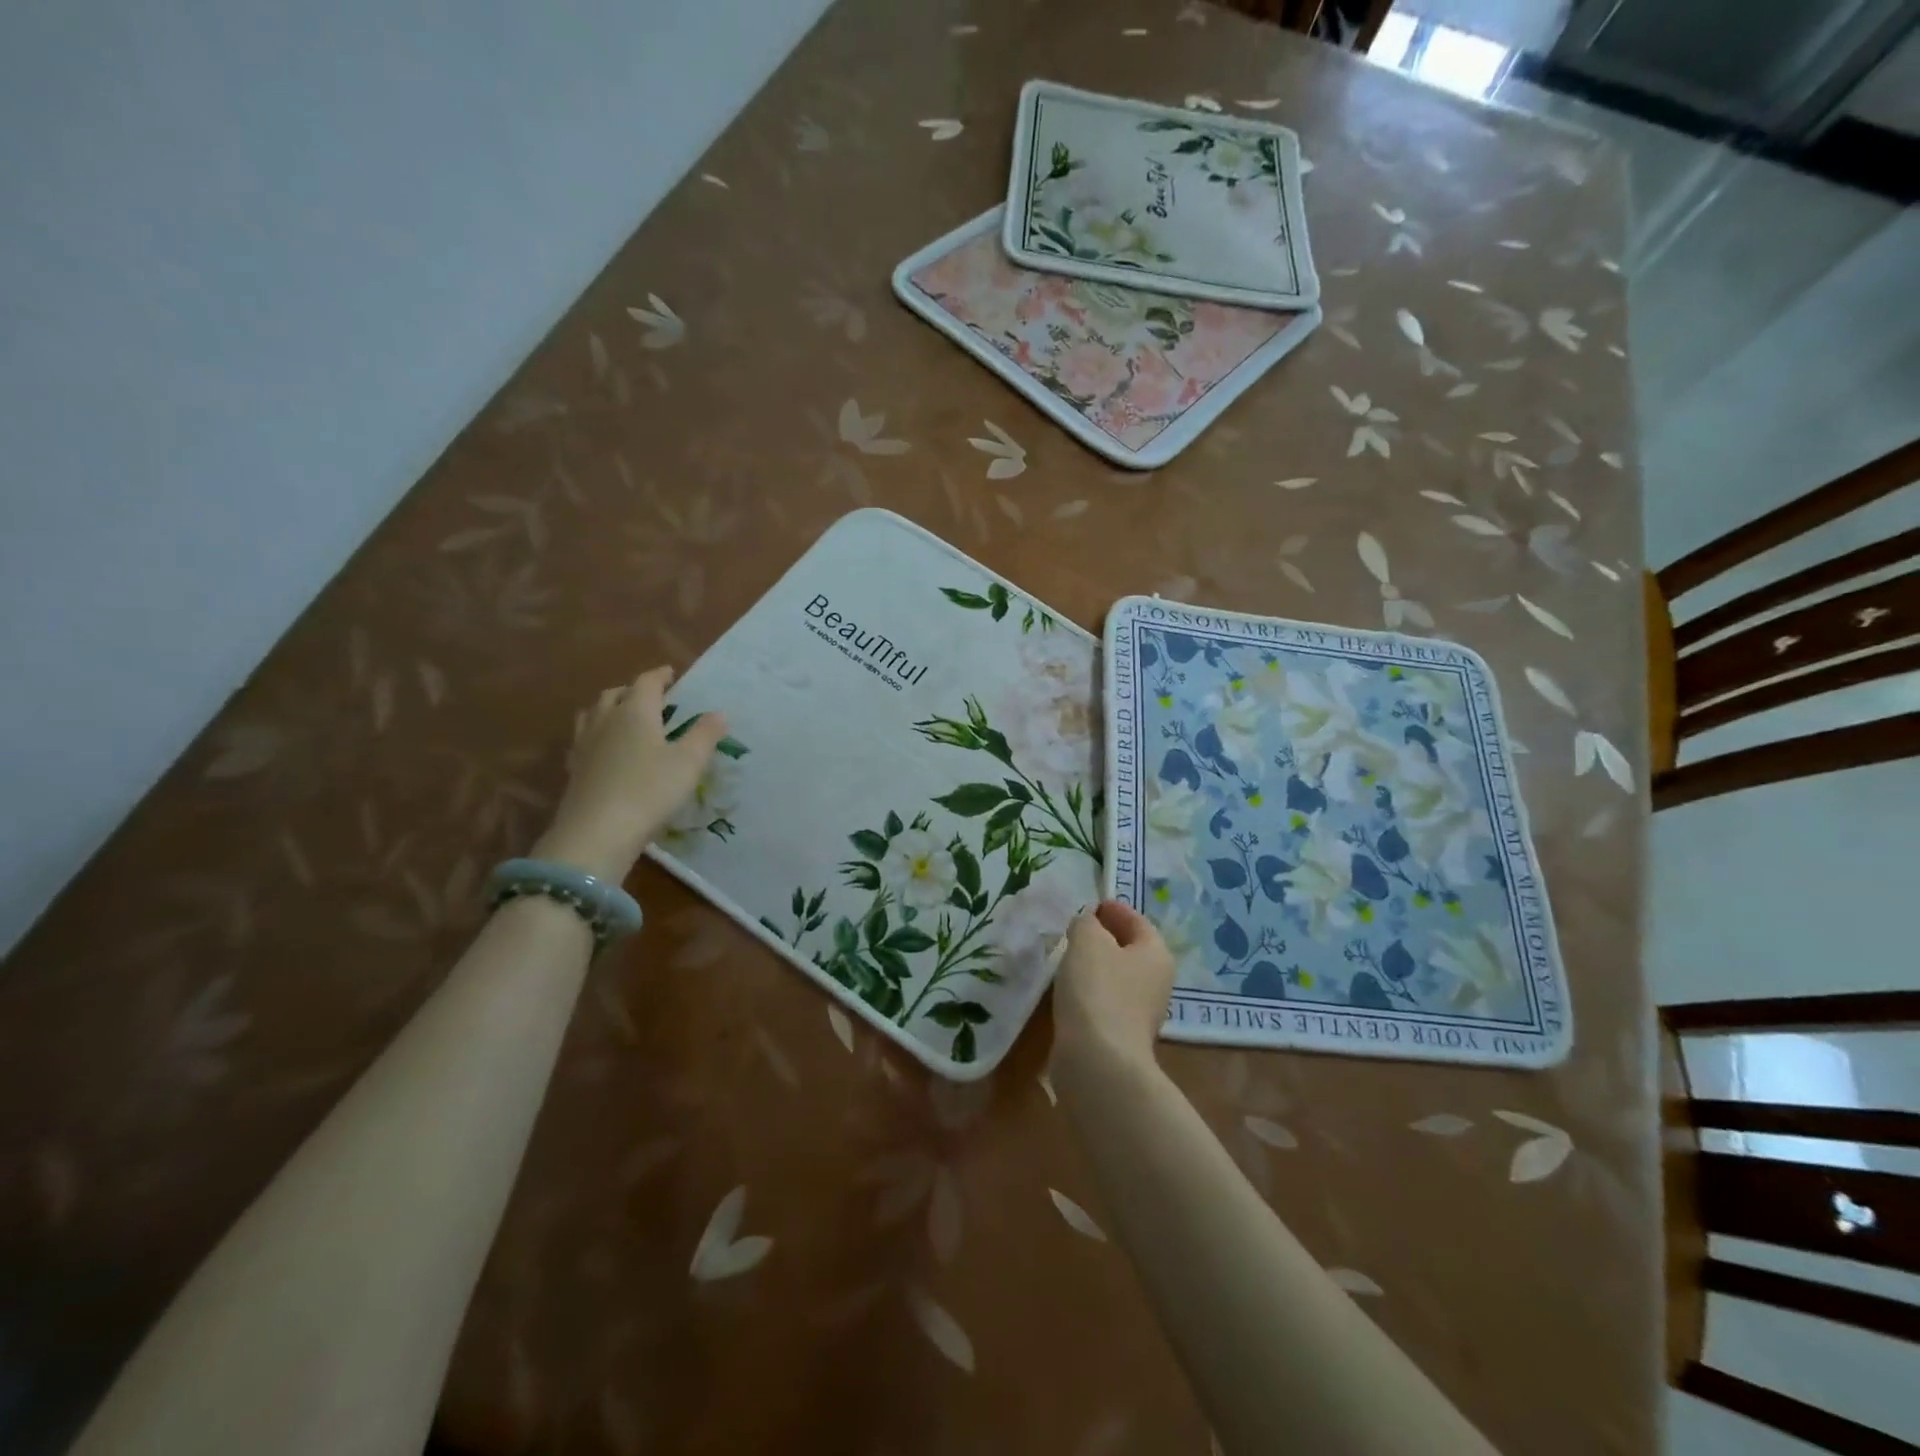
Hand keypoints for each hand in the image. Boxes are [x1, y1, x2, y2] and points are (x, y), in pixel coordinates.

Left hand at [532, 666, 727, 881]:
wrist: (597, 833)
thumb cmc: (650, 790)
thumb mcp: (689, 762)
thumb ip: (705, 735)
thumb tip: (718, 713)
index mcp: (635, 712)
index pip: (646, 682)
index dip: (660, 675)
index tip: (671, 674)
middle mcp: (605, 720)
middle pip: (615, 694)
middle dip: (633, 690)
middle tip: (651, 697)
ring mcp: (585, 745)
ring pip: (593, 714)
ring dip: (610, 709)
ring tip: (624, 718)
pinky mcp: (574, 769)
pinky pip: (584, 739)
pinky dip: (597, 735)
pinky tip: (606, 750)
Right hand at [1052, 900, 1175, 1083]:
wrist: (1099, 1061)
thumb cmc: (1098, 989)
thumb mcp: (1088, 941)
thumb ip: (1086, 923)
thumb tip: (1087, 925)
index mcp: (1156, 954)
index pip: (1137, 920)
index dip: (1113, 909)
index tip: (1090, 904)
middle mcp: (1157, 982)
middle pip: (1130, 949)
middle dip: (1105, 937)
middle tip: (1075, 929)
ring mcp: (1141, 1012)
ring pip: (1117, 976)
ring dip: (1096, 965)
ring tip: (1067, 957)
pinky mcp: (1122, 1036)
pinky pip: (1106, 1001)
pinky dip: (1090, 991)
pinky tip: (1069, 990)